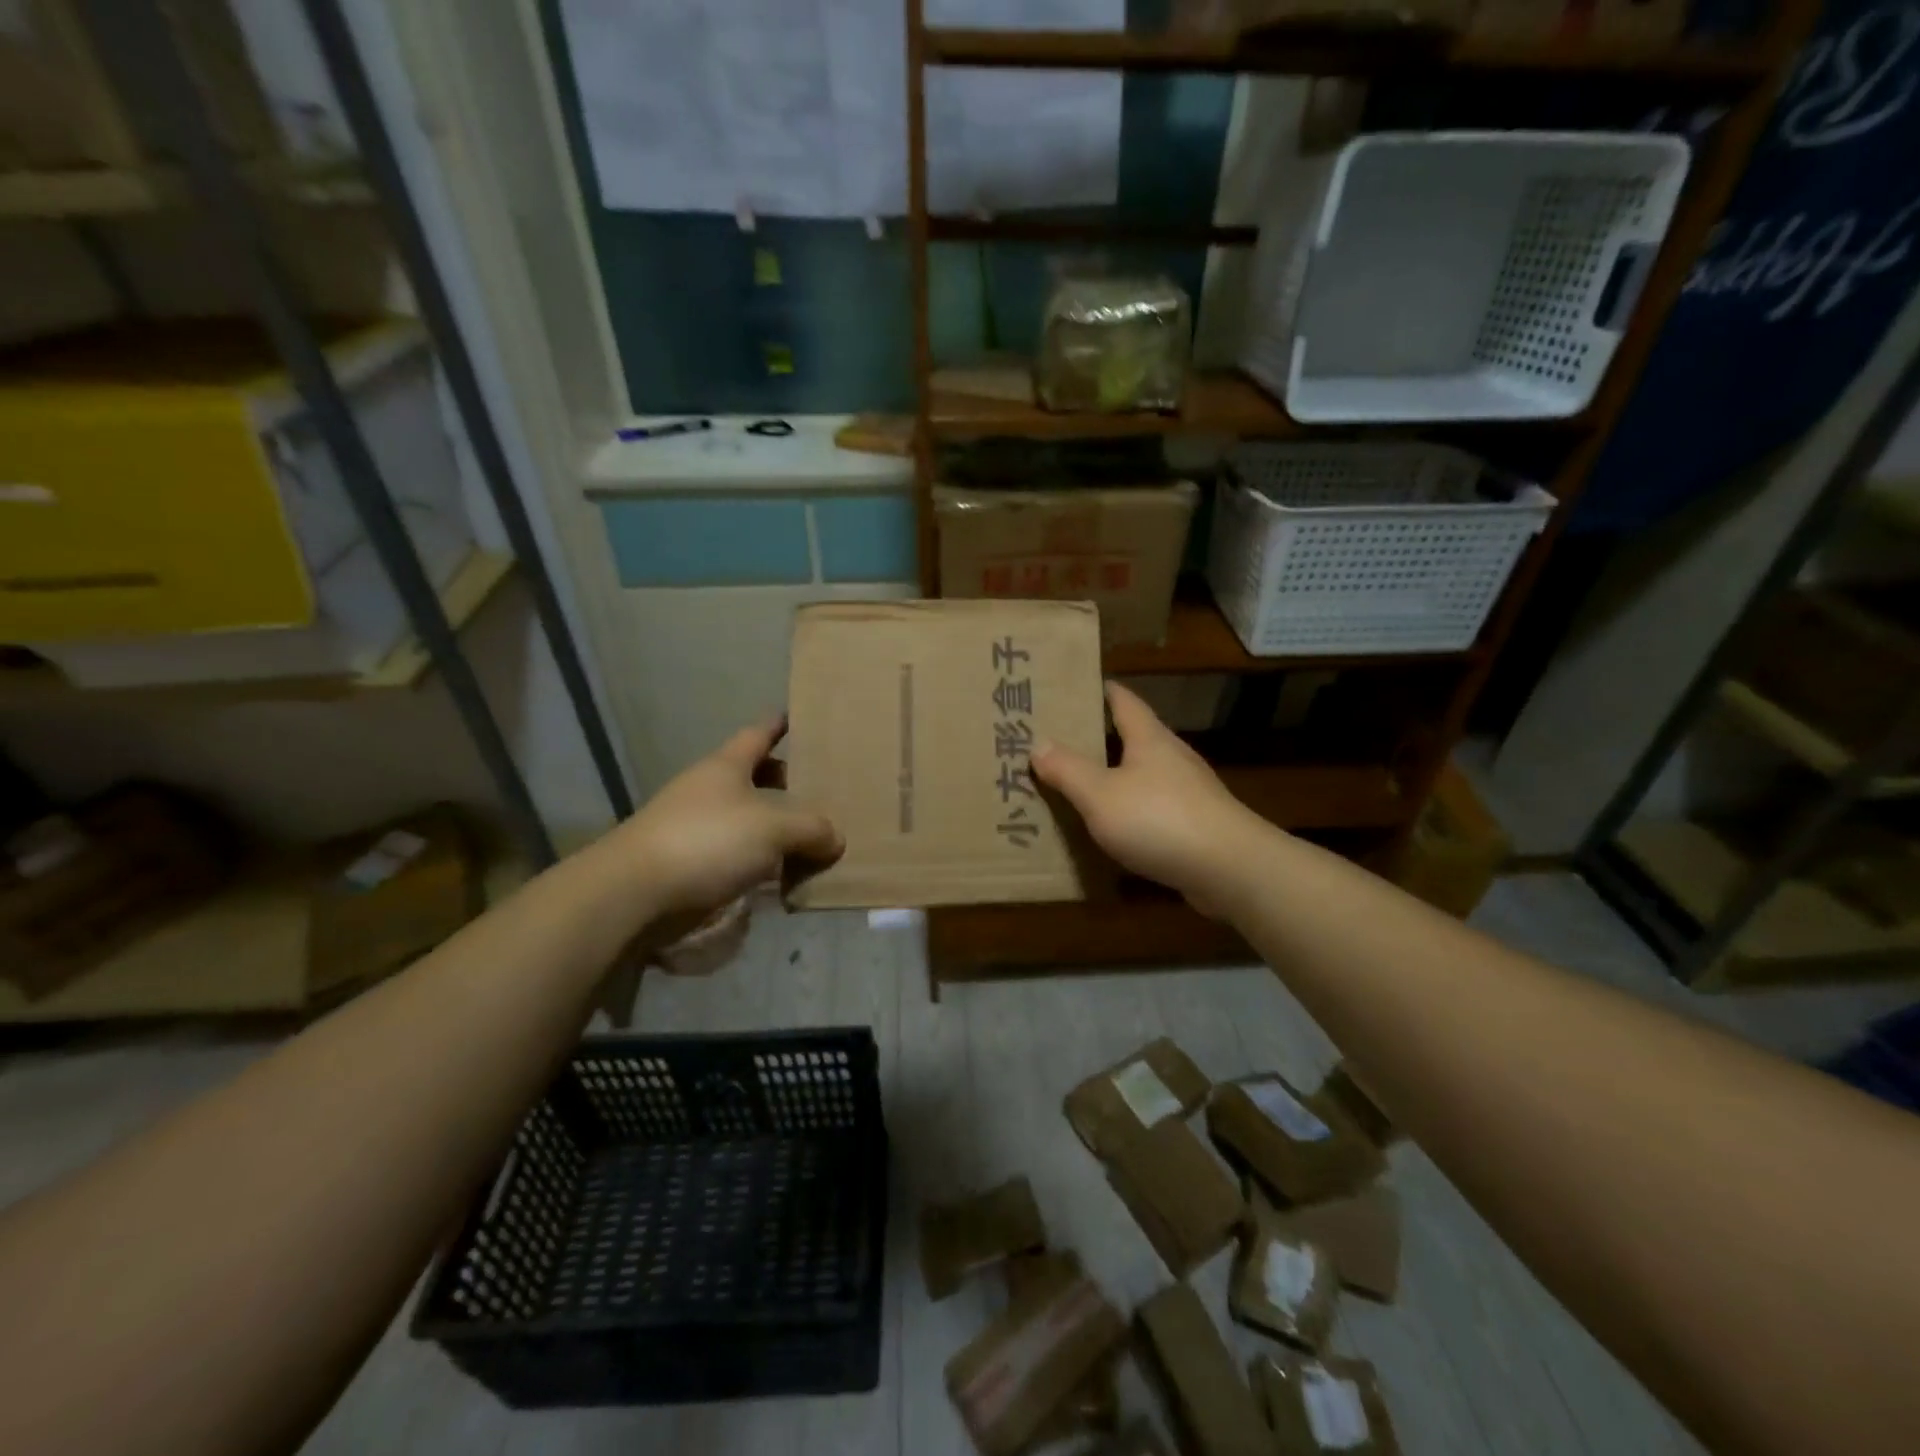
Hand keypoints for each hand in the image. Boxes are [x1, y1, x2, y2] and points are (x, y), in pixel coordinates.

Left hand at [600, 719, 841, 934]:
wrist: (635, 894)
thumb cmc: (708, 841)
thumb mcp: (773, 828)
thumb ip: (812, 829)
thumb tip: (835, 838)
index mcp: (726, 767)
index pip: (758, 734)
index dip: (779, 725)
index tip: (798, 717)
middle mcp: (709, 792)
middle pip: (754, 779)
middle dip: (785, 783)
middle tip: (822, 791)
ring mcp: (697, 830)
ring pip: (747, 822)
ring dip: (776, 831)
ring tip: (814, 842)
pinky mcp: (691, 867)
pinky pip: (737, 859)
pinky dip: (761, 865)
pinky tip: (785, 880)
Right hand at [1033, 681, 1266, 911]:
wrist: (1230, 869)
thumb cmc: (1160, 819)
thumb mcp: (1099, 794)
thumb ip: (1067, 769)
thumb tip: (1038, 743)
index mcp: (1150, 739)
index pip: (1124, 701)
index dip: (1101, 690)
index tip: (1074, 686)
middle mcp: (1172, 757)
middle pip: (1134, 737)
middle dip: (1100, 736)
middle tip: (1061, 740)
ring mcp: (1188, 792)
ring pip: (1144, 774)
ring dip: (1115, 776)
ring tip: (1079, 784)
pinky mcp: (1196, 825)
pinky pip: (1154, 808)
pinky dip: (1130, 810)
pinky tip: (1113, 826)